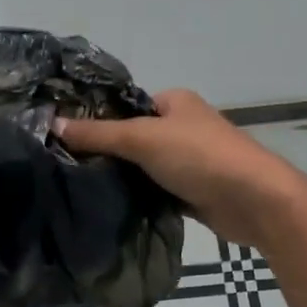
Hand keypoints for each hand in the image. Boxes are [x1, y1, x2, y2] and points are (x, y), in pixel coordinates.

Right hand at [55, 90, 306, 251]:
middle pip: (131, 137)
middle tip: (64, 165)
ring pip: (141, 166)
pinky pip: (154, 190)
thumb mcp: (142, 139)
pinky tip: (107, 205)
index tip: (61, 136)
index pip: (124, 105)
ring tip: (77, 186)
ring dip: (120, 177)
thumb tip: (52, 124)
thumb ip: (98, 134)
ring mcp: (187, 160)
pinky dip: (137, 197)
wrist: (255, 201)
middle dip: (104, 151)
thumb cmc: (199, 156)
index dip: (95, 118)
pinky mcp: (191, 190)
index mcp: (174, 101)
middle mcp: (181, 126)